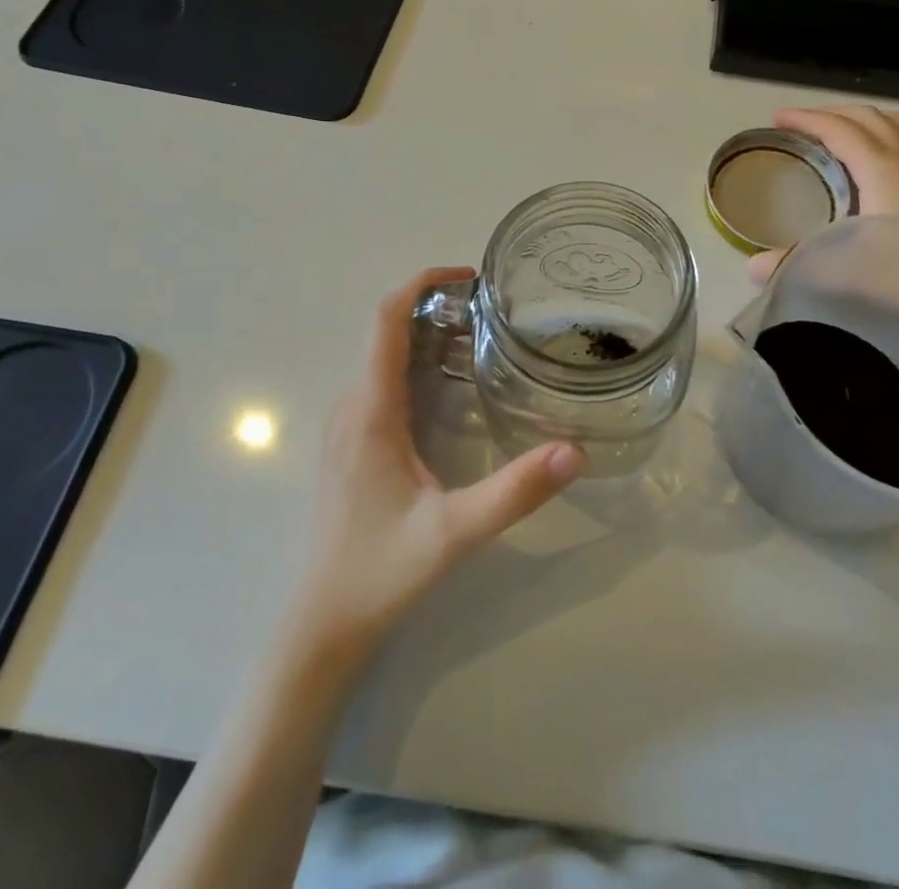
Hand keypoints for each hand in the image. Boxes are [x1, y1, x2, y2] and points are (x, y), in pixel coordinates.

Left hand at [288, 268, 584, 659]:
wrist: (323, 623)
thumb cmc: (380, 571)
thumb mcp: (454, 532)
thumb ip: (514, 492)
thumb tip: (575, 450)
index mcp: (371, 410)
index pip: (385, 320)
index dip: (422, 282)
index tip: (469, 276)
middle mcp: (353, 405)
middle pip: (388, 330)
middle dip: (437, 306)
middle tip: (495, 311)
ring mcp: (348, 424)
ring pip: (385, 356)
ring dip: (428, 334)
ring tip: (484, 337)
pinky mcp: (353, 442)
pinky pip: (383, 380)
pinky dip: (418, 362)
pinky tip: (455, 386)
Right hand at [750, 107, 898, 280]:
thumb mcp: (851, 269)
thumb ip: (800, 266)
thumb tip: (751, 268)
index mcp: (884, 170)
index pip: (841, 130)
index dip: (807, 120)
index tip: (777, 119)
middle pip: (869, 117)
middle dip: (831, 114)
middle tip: (800, 126)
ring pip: (894, 125)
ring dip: (861, 121)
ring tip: (835, 135)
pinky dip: (880, 137)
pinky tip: (868, 169)